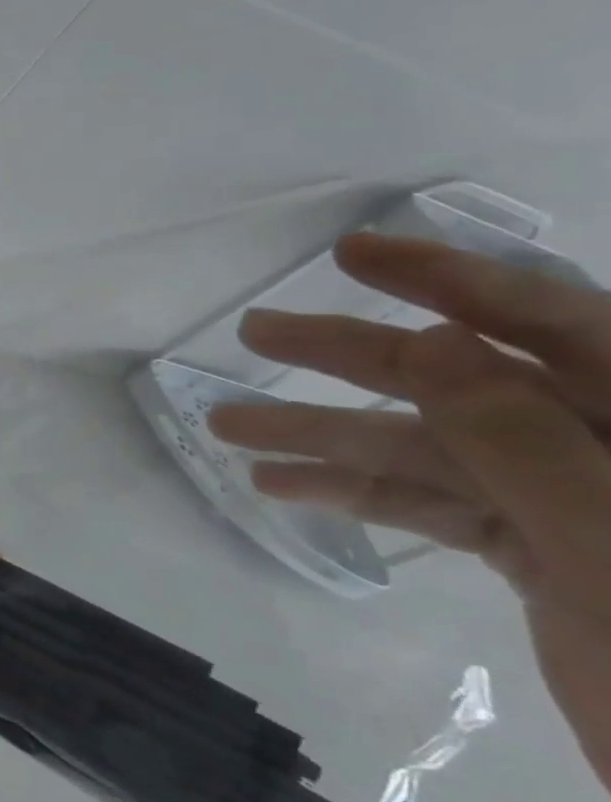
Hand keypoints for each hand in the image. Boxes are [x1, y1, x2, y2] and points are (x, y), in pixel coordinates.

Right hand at [206, 232, 610, 790]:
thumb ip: (527, 442)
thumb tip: (434, 342)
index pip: (554, 322)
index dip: (449, 279)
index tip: (351, 253)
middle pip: (466, 378)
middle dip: (353, 355)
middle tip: (255, 333)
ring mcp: (574, 498)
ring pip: (429, 446)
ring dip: (324, 435)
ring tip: (226, 425)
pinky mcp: (543, 548)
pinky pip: (431, 502)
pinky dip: (355, 493)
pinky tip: (278, 486)